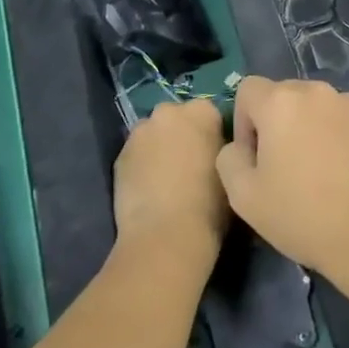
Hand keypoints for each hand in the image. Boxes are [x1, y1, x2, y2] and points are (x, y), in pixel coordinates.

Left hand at [114, 99, 229, 271]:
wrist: (166, 235)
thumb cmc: (210, 204)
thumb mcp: (229, 170)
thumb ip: (220, 149)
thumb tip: (211, 150)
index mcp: (201, 111)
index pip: (210, 114)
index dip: (212, 135)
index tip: (213, 156)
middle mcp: (167, 112)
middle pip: (177, 119)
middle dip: (182, 135)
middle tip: (190, 166)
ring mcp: (140, 132)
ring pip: (153, 135)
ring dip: (160, 148)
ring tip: (167, 180)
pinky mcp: (119, 155)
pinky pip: (136, 154)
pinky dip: (142, 165)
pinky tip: (149, 190)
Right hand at [215, 78, 348, 280]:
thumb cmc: (302, 215)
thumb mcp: (242, 195)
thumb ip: (228, 158)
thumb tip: (240, 147)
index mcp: (281, 101)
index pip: (247, 90)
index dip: (242, 122)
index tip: (253, 159)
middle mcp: (316, 91)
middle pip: (281, 95)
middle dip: (273, 123)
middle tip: (280, 167)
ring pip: (312, 106)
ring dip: (303, 127)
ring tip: (312, 170)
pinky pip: (338, 118)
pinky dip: (330, 134)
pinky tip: (338, 172)